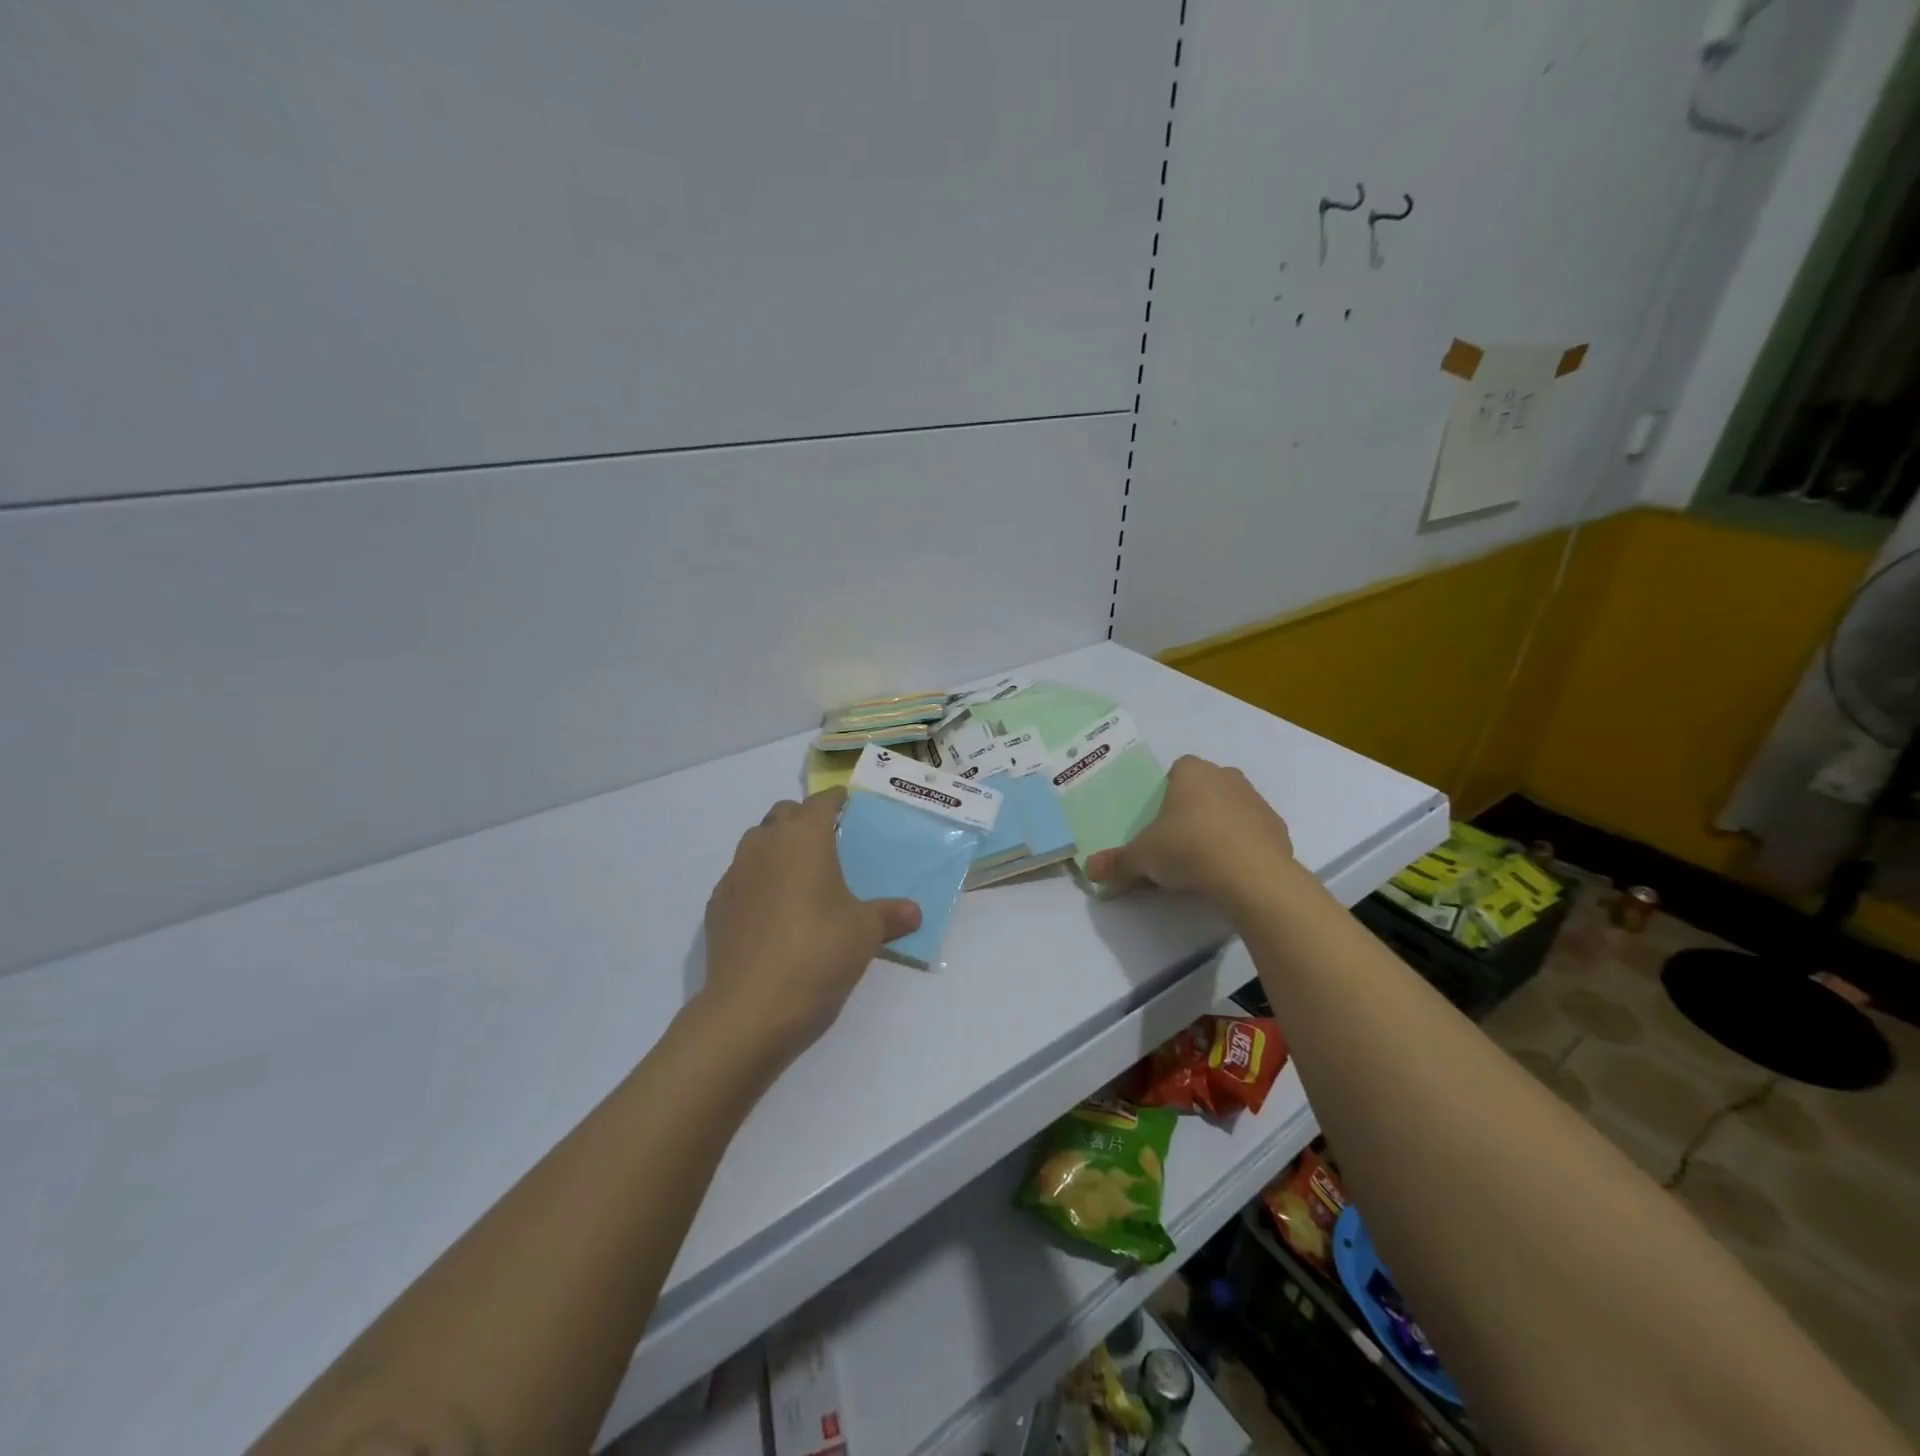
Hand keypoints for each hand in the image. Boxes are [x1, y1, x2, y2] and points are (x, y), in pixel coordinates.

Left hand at [700, 789, 920, 1063]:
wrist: (750, 1009)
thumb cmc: (818, 954)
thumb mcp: (865, 933)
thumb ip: (890, 915)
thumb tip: (914, 912)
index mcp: (805, 838)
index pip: (821, 802)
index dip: (837, 801)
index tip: (850, 807)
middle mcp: (765, 844)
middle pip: (784, 814)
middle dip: (804, 821)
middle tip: (829, 845)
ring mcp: (735, 874)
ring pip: (757, 843)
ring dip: (778, 849)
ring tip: (801, 879)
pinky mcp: (717, 905)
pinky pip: (742, 878)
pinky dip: (758, 882)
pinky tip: (774, 913)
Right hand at [1084, 756, 1295, 911]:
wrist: (1252, 875)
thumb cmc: (1188, 849)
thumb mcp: (1143, 858)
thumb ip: (1117, 862)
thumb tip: (1089, 870)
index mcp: (1192, 772)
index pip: (1178, 770)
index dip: (1168, 792)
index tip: (1160, 820)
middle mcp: (1227, 777)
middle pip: (1206, 787)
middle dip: (1194, 808)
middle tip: (1178, 841)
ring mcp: (1257, 801)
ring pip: (1232, 808)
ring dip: (1220, 826)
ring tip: (1204, 862)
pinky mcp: (1279, 829)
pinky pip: (1254, 833)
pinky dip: (1243, 847)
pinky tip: (1230, 872)